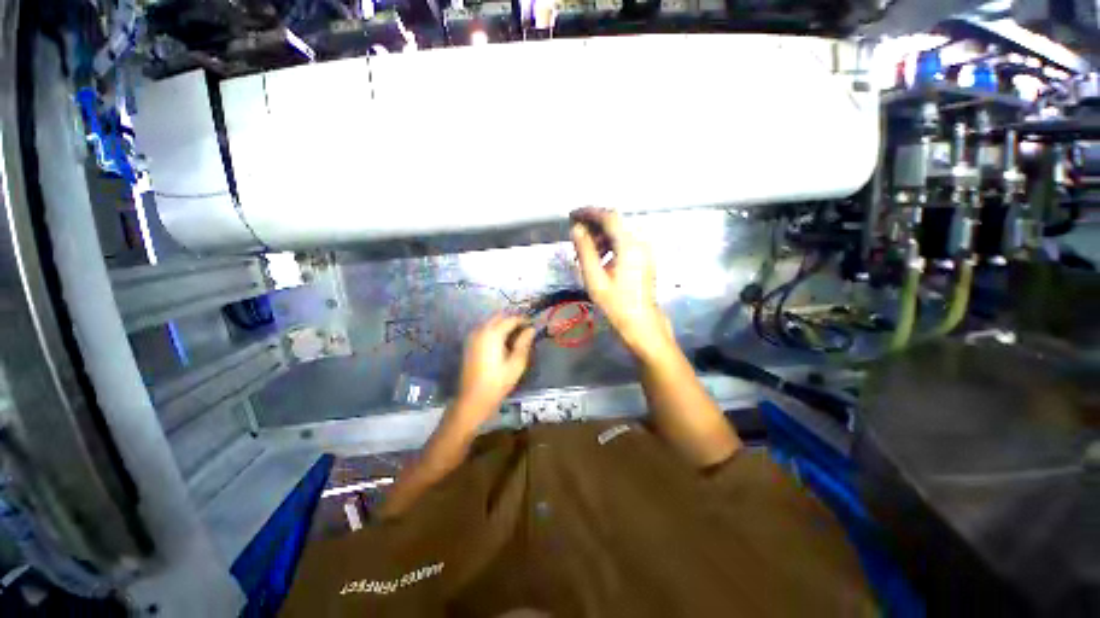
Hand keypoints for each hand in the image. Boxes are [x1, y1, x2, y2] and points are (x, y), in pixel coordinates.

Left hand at [454, 314, 535, 425]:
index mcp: (493, 333)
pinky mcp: (469, 344)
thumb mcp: (516, 363)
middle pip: (499, 317)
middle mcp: (481, 330)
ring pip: (490, 322)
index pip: (511, 319)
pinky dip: (494, 330)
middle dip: (513, 319)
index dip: (524, 320)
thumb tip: (531, 329)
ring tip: (516, 336)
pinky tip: (502, 342)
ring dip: (503, 324)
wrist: (473, 398)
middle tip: (525, 329)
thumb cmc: (498, 382)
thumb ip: (524, 343)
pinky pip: (484, 329)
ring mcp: (473, 336)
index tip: (533, 325)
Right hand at [571, 208, 672, 358]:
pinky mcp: (645, 258)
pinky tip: (600, 258)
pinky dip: (610, 244)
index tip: (573, 215)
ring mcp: (645, 250)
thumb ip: (585, 251)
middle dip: (594, 225)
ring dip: (601, 236)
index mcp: (629, 246)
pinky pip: (625, 242)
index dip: (589, 212)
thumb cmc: (616, 304)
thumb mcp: (595, 278)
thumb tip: (576, 229)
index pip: (609, 217)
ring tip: (584, 252)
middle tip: (576, 235)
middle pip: (615, 222)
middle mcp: (640, 242)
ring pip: (620, 232)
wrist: (641, 323)